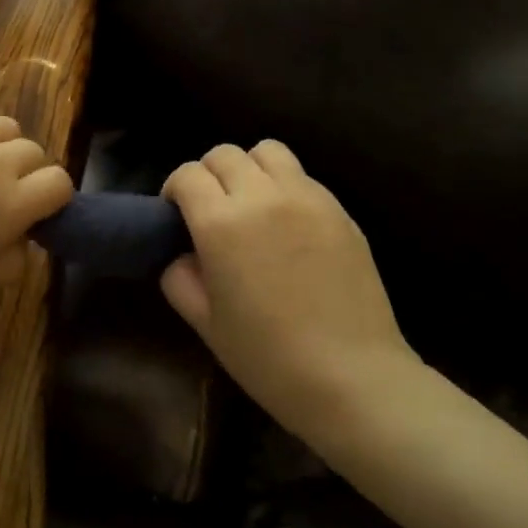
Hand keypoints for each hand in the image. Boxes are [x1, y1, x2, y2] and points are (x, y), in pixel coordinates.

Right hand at [161, 141, 420, 446]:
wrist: (353, 376)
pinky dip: (283, 185)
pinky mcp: (339, 209)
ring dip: (249, 169)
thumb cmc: (268, 357)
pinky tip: (287, 225)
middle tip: (211, 211)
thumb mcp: (205, 324)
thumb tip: (183, 254)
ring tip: (251, 205)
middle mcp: (263, 196)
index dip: (175, 190)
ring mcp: (307, 197)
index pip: (187, 175)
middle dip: (208, 176)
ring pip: (267, 151)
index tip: (176, 215)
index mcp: (222, 223)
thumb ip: (180, 278)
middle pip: (224, 154)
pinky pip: (301, 176)